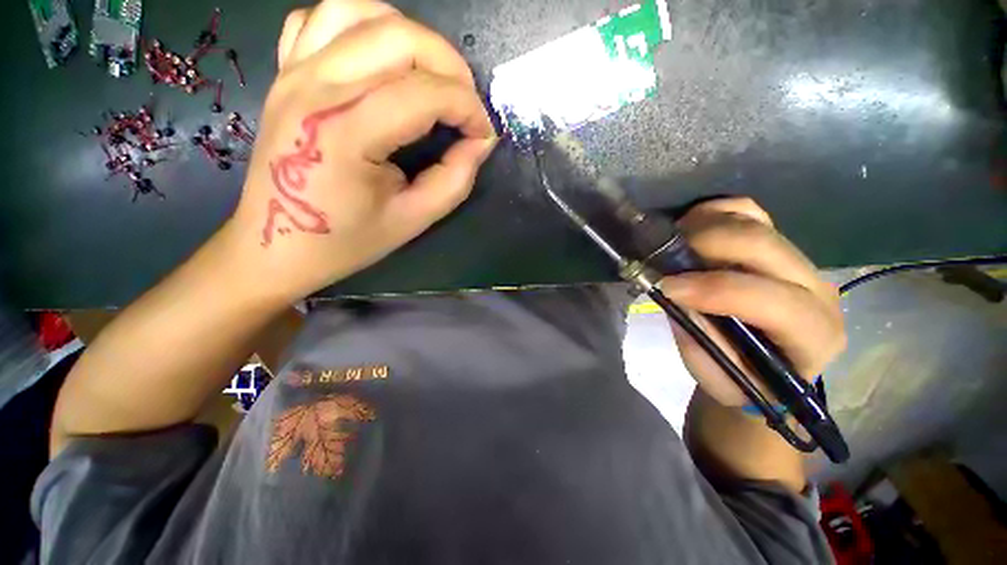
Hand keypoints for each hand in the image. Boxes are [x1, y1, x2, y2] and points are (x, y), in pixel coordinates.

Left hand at [227, 1, 496, 302]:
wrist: (277, 245)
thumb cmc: (347, 240)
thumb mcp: (414, 219)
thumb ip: (455, 179)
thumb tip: (480, 141)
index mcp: (347, 133)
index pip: (425, 93)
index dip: (468, 108)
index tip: (483, 133)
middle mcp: (316, 87)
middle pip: (399, 37)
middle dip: (450, 66)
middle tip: (466, 104)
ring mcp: (294, 71)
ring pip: (361, 11)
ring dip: (411, 37)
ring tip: (431, 77)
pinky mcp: (285, 72)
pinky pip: (323, 19)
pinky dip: (362, 26)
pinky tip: (380, 61)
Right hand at [659, 198, 845, 406]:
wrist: (763, 368)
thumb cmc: (740, 380)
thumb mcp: (716, 373)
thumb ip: (697, 333)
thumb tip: (671, 290)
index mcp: (813, 335)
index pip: (773, 301)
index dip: (714, 290)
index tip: (666, 287)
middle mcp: (817, 289)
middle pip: (763, 246)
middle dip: (705, 245)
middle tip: (663, 255)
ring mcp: (799, 260)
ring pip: (755, 222)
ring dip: (705, 226)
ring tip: (672, 242)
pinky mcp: (777, 245)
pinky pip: (749, 211)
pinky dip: (714, 212)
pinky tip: (690, 228)